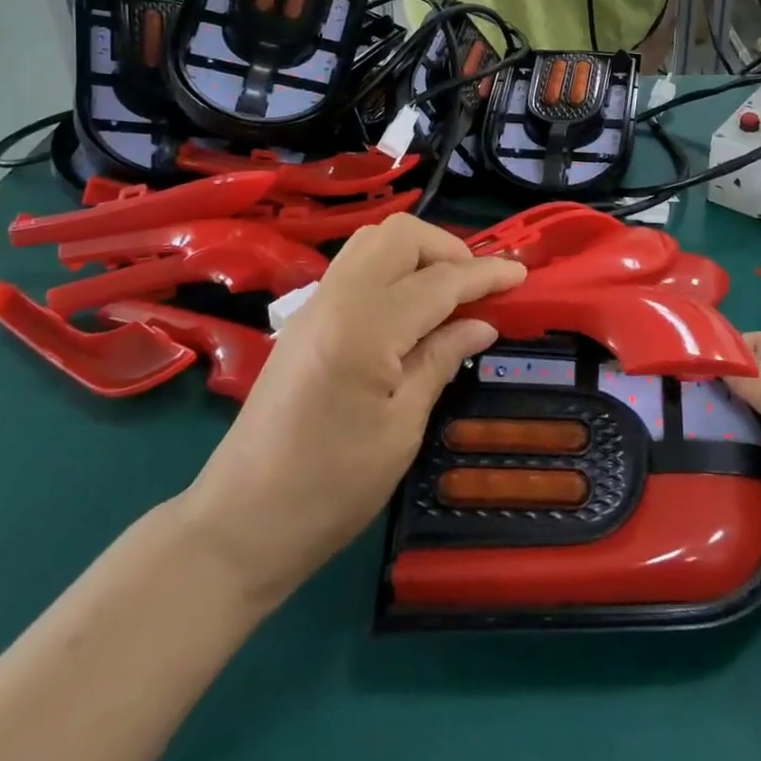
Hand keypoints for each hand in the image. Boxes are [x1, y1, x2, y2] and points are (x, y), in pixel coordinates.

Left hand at [178, 215, 524, 603]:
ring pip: (374, 241)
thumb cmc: (330, 490)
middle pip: (401, 235)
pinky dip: (393, 268)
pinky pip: (357, 265)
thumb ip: (441, 361)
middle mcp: (336, 299)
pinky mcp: (304, 319)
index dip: (485, 274)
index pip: (439, 280)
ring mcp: (314, 305)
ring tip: (449, 292)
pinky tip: (411, 307)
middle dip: (448, 248)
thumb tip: (482, 325)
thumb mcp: (401, 430)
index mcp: (364, 328)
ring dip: (419, 252)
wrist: (238, 525)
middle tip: (478, 286)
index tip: (522, 274)